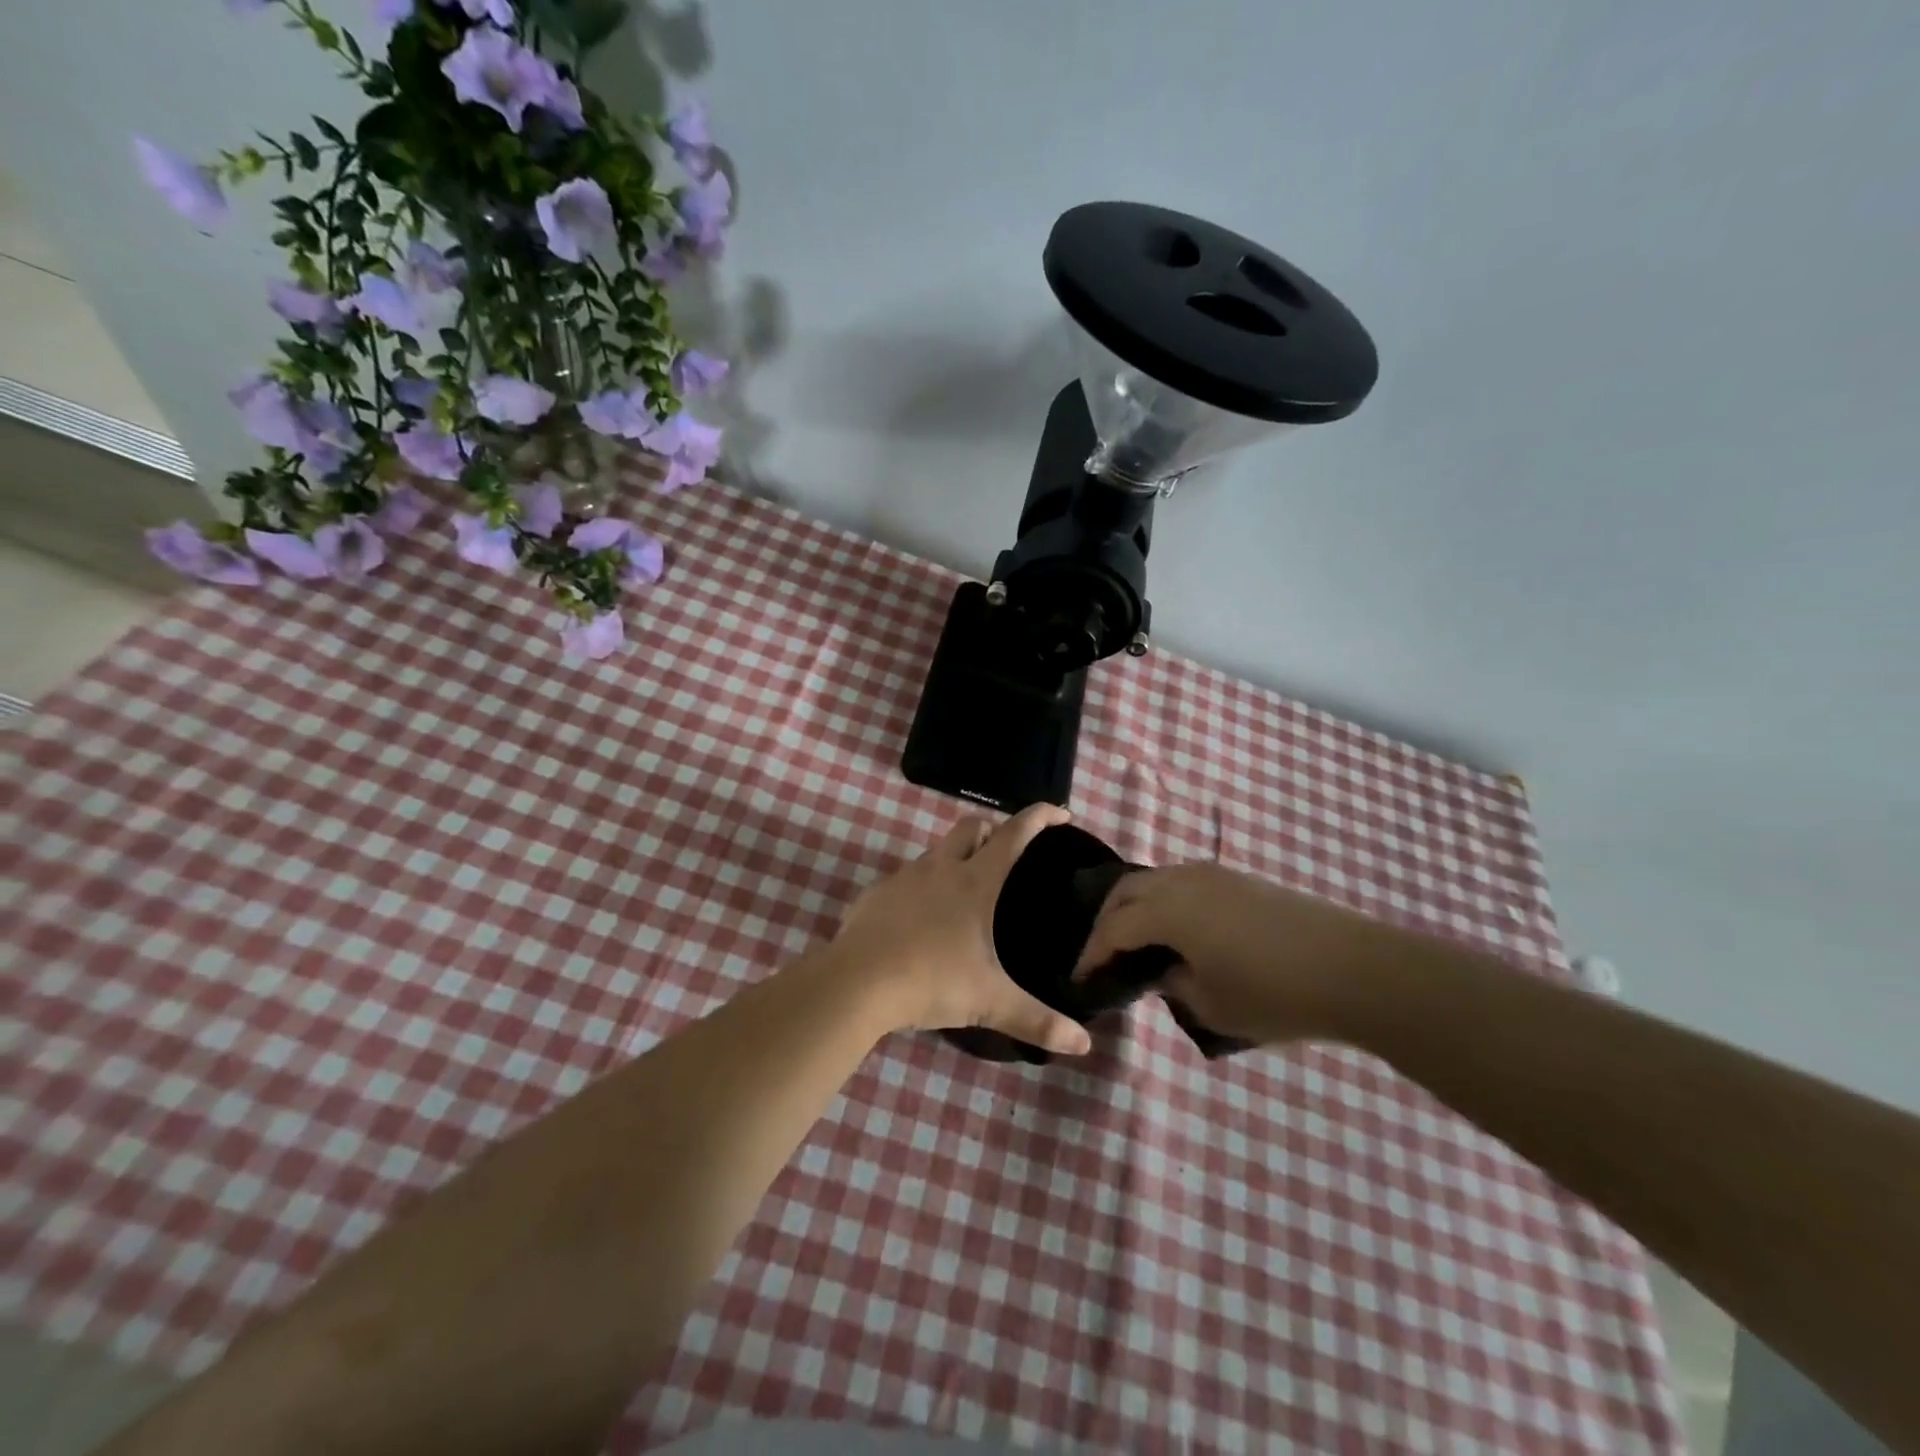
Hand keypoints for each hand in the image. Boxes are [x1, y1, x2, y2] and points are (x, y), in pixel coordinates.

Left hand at [830, 806, 1091, 1055]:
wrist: (854, 984)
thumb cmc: (930, 982)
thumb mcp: (989, 1003)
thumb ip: (1037, 1021)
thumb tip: (1083, 1045)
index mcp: (974, 882)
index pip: (1013, 834)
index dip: (1038, 817)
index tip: (1060, 813)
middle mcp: (940, 868)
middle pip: (971, 827)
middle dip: (993, 828)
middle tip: (1008, 850)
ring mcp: (904, 877)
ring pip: (937, 850)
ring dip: (956, 856)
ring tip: (967, 890)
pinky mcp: (876, 894)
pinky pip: (906, 878)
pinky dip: (923, 885)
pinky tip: (922, 918)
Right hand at [1074, 863, 1384, 1044]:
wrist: (1356, 970)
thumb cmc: (1276, 995)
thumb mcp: (1212, 1006)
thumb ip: (1174, 984)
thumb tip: (1165, 971)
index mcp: (1170, 910)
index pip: (1115, 928)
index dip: (1093, 953)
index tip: (1081, 977)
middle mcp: (1184, 880)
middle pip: (1127, 891)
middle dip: (1107, 922)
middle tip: (1103, 955)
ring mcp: (1215, 874)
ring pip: (1156, 880)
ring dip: (1137, 907)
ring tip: (1137, 941)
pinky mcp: (1241, 878)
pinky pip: (1184, 882)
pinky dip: (1165, 902)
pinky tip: (1178, 930)